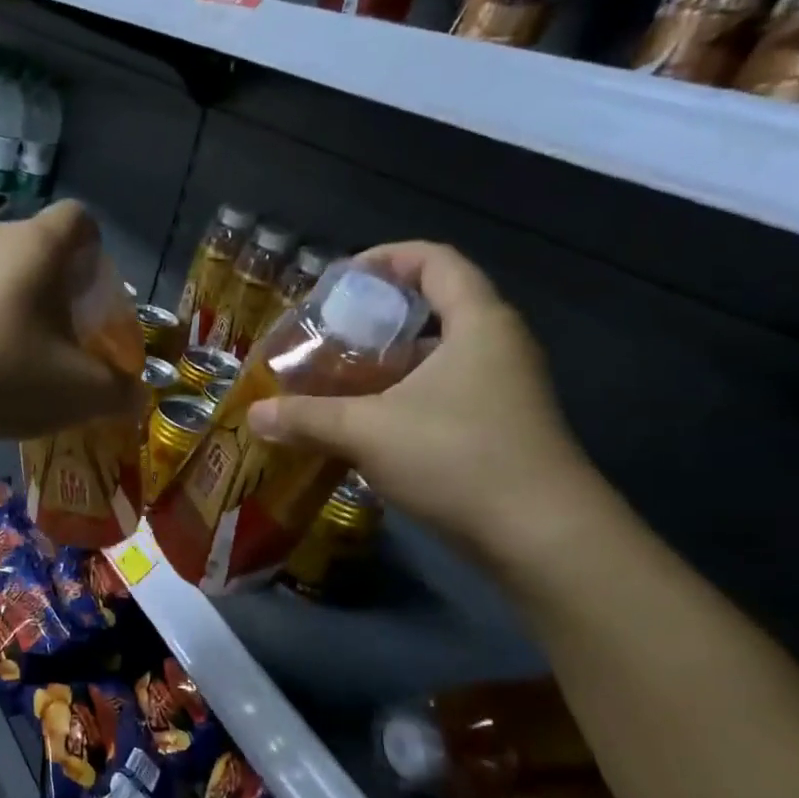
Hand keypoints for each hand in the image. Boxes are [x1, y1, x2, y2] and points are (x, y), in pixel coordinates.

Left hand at [0, 202, 141, 457]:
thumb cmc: (5, 375)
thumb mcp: (80, 393)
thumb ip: (120, 391)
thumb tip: (138, 396)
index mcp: (38, 245)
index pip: (80, 220)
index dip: (94, 255)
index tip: (90, 299)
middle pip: (36, 248)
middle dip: (52, 286)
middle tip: (55, 335)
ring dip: (7, 298)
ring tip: (6, 350)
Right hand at [247, 242, 599, 559]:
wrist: (543, 539)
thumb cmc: (458, 458)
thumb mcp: (368, 432)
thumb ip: (307, 417)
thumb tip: (254, 415)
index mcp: (477, 324)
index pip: (435, 260)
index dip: (386, 258)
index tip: (340, 281)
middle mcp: (496, 347)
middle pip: (434, 308)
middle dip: (375, 318)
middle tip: (327, 336)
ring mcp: (503, 391)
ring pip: (436, 358)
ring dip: (386, 365)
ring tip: (335, 380)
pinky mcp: (499, 429)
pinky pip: (443, 394)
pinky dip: (402, 398)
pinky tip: (364, 426)